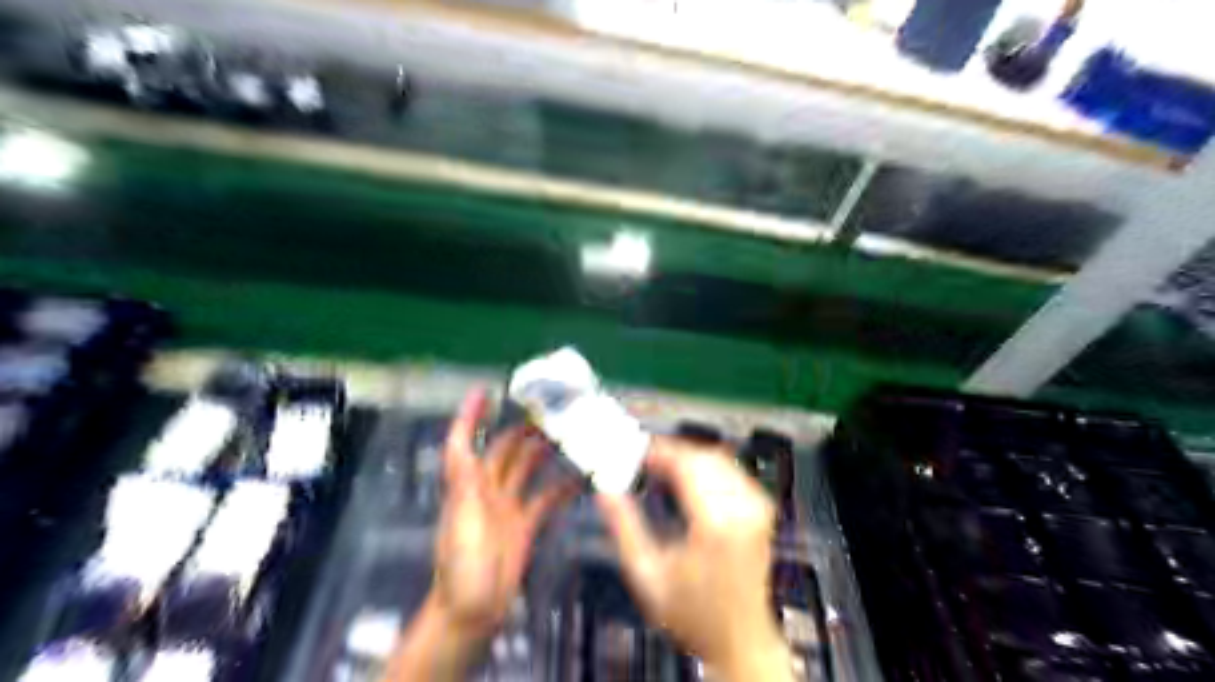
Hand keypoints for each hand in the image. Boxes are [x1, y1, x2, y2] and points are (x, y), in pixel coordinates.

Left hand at [387, 388, 580, 681]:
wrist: (473, 608)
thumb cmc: (462, 562)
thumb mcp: (461, 517)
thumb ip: (464, 481)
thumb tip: (463, 441)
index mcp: (467, 484)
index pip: (464, 441)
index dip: (470, 415)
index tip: (485, 391)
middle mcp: (486, 489)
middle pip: (505, 450)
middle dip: (524, 430)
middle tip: (553, 413)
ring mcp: (507, 506)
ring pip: (528, 470)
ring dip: (545, 454)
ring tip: (571, 437)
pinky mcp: (525, 525)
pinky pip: (545, 499)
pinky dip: (561, 487)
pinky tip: (581, 478)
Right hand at [596, 436, 788, 680]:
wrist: (740, 641)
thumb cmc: (694, 616)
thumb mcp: (647, 575)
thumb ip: (624, 527)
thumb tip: (606, 492)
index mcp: (715, 523)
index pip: (686, 464)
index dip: (658, 450)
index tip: (635, 450)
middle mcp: (742, 510)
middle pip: (703, 456)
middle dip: (671, 452)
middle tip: (643, 458)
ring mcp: (756, 510)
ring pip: (719, 460)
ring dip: (688, 458)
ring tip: (660, 468)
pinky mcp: (760, 512)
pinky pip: (731, 472)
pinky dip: (706, 468)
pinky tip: (687, 479)